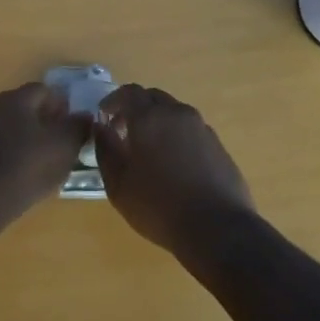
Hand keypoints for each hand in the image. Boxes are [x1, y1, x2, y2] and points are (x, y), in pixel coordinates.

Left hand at [0, 83, 92, 217]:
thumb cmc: (29, 164)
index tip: (74, 125)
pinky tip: (25, 172)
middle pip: (27, 107)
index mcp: (17, 98)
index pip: (45, 90)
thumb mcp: (66, 144)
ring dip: (30, 138)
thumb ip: (79, 125)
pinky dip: (15, 153)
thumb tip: (84, 115)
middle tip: (64, 142)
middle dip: (47, 121)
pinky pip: (1, 145)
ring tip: (47, 160)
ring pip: (13, 127)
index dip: (63, 105)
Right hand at [92, 85, 258, 252]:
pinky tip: (173, 164)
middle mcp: (178, 114)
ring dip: (157, 122)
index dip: (113, 101)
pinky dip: (176, 136)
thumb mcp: (118, 185)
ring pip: (174, 113)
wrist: (217, 228)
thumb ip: (105, 150)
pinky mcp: (218, 145)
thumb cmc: (158, 206)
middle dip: (135, 109)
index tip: (103, 117)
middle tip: (123, 132)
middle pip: (153, 98)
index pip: (129, 92)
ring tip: (148, 150)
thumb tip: (101, 128)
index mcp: (150, 118)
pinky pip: (190, 130)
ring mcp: (202, 128)